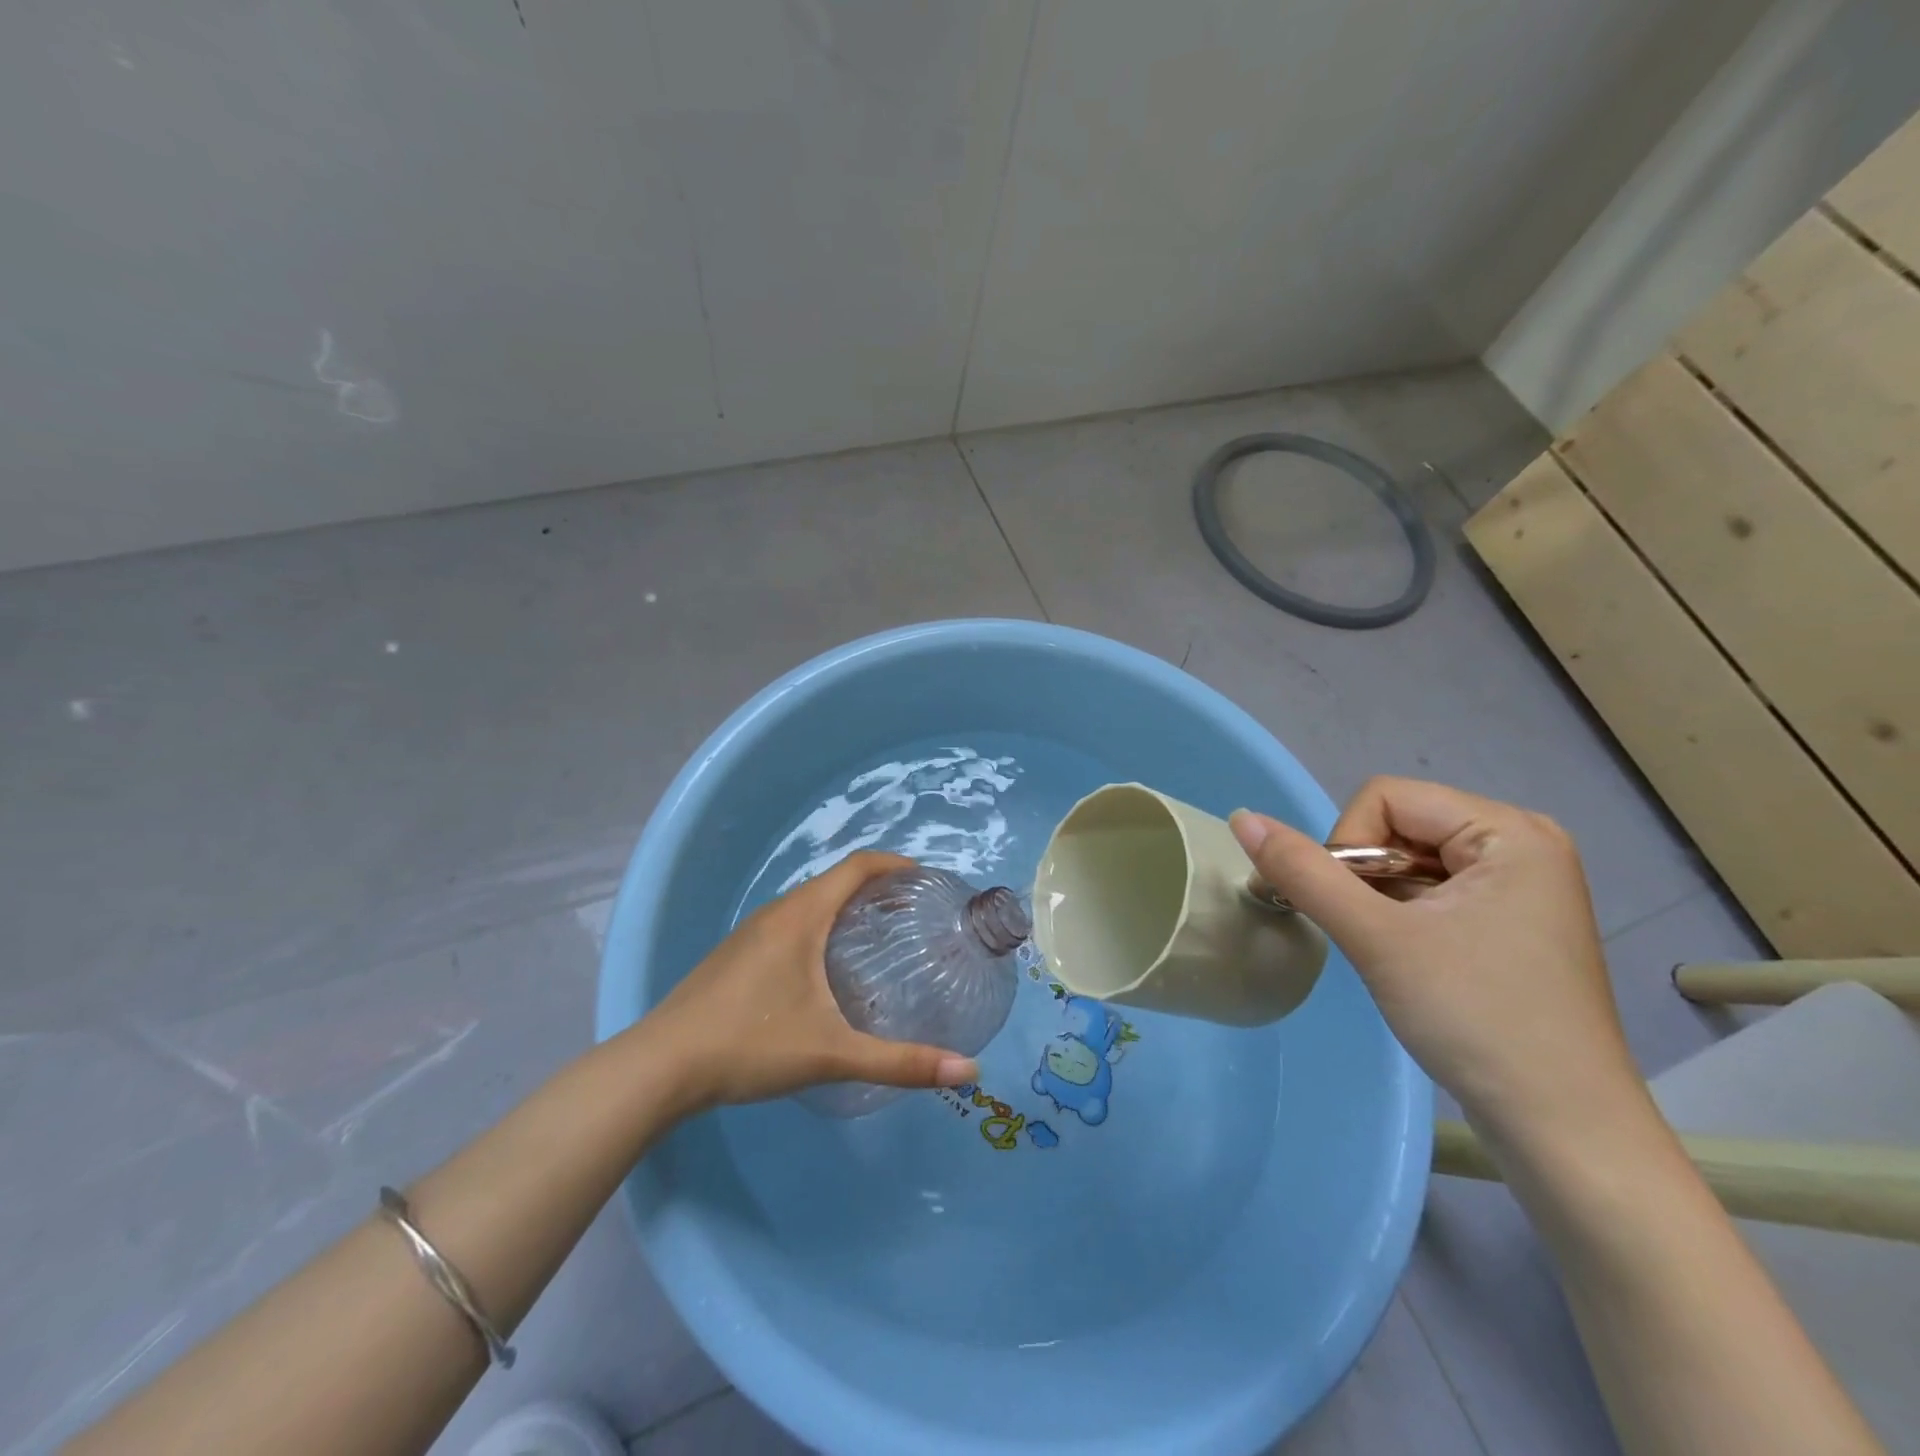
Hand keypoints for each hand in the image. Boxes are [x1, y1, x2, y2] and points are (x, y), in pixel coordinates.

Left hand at [647, 851, 978, 1110]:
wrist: (659, 1067)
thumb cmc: (750, 1045)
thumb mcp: (832, 1054)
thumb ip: (900, 1062)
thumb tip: (969, 1071)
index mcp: (802, 915)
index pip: (858, 866)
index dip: (895, 864)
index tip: (927, 879)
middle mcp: (777, 912)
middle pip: (836, 881)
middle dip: (877, 889)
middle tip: (913, 916)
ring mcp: (751, 933)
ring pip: (810, 904)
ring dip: (846, 909)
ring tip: (878, 939)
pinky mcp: (735, 955)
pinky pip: (790, 924)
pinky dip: (821, 928)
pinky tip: (826, 971)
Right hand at [1230, 778, 1642, 1139]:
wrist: (1563, 1131)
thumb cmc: (1476, 1019)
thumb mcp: (1377, 939)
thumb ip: (1303, 872)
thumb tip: (1242, 818)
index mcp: (1509, 831)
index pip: (1386, 799)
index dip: (1349, 846)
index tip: (1354, 911)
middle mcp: (1522, 844)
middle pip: (1398, 826)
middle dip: (1365, 876)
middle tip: (1372, 936)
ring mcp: (1520, 886)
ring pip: (1408, 861)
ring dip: (1379, 900)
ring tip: (1393, 954)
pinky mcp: (1511, 922)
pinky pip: (1433, 890)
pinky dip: (1402, 916)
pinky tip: (1412, 962)